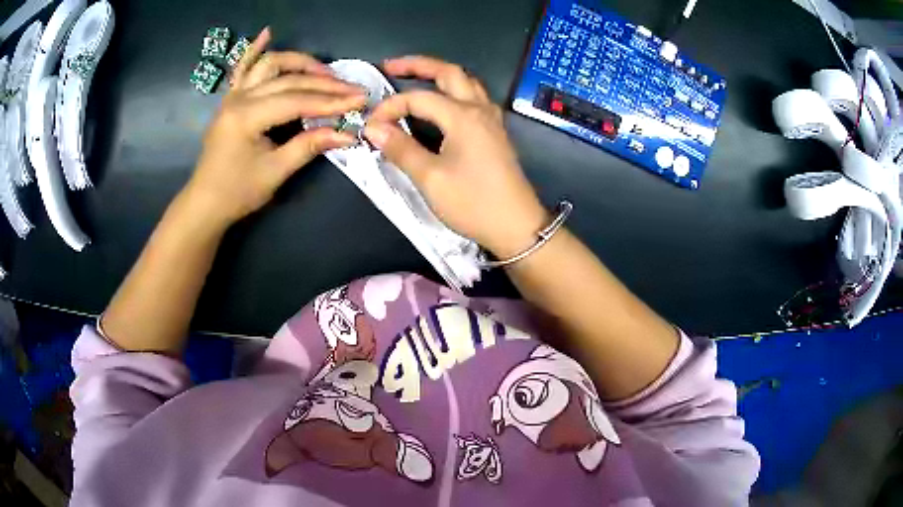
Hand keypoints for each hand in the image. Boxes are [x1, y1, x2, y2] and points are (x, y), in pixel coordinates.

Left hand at [184, 28, 366, 226]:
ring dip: (299, 63)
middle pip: (288, 80)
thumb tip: (347, 134)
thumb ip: (309, 146)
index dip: (330, 101)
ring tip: (325, 72)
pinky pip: (243, 68)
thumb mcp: (275, 172)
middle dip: (323, 84)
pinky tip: (267, 33)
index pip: (296, 100)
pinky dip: (254, 50)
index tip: (361, 100)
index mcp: (247, 117)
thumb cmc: (237, 192)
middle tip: (352, 90)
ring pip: (270, 65)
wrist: (205, 202)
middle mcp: (239, 98)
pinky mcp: (231, 99)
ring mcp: (233, 96)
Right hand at [364, 56, 546, 257]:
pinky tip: (442, 103)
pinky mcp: (495, 132)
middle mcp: (479, 109)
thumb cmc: (473, 203)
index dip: (390, 107)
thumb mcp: (430, 178)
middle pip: (449, 73)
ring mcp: (491, 119)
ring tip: (414, 78)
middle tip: (390, 66)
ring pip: (465, 83)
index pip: (418, 98)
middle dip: (418, 65)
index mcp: (463, 116)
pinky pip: (473, 98)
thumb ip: (401, 148)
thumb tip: (373, 128)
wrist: (517, 226)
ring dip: (439, 75)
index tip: (370, 126)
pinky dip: (453, 91)